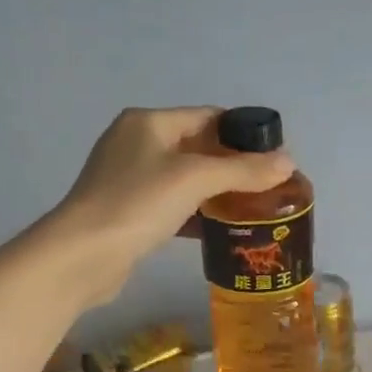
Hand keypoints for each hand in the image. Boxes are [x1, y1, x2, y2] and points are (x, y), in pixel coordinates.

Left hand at [40, 107, 293, 307]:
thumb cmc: (138, 203)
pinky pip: (173, 204)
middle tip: (269, 186)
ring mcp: (129, 178)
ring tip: (254, 208)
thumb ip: (243, 170)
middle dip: (234, 166)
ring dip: (217, 192)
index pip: (209, 117)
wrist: (83, 255)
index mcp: (149, 122)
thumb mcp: (196, 179)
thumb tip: (289, 162)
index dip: (244, 133)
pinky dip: (197, 213)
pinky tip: (222, 229)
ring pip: (186, 179)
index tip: (276, 156)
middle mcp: (137, 143)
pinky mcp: (128, 211)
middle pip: (198, 147)